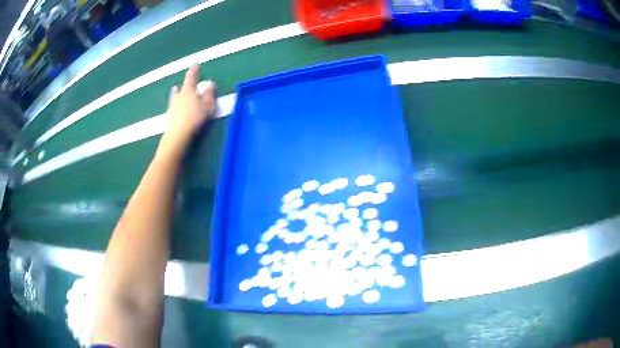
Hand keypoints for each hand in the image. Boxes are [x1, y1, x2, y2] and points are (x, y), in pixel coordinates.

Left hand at [159, 65, 215, 156]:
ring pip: (175, 98)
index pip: (191, 77)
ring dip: (178, 96)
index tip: (196, 65)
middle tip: (186, 85)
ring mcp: (172, 107)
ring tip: (180, 96)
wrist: (178, 135)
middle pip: (179, 88)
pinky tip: (179, 111)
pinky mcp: (169, 117)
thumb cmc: (194, 117)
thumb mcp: (207, 105)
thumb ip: (209, 93)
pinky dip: (177, 107)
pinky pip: (174, 108)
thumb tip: (211, 84)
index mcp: (188, 90)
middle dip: (183, 86)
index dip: (194, 70)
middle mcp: (178, 96)